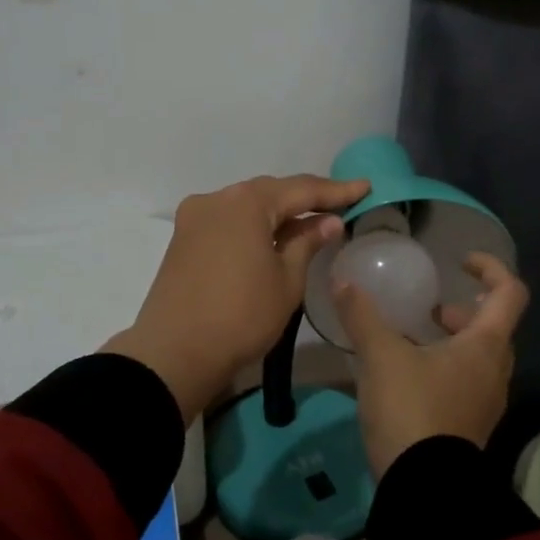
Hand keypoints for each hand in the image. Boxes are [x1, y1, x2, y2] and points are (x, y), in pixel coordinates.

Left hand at [104, 174, 369, 422]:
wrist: (175, 353)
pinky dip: (253, 226)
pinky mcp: (182, 239)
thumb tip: (327, 221)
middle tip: (340, 204)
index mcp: (246, 202)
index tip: (365, 187)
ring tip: (310, 221)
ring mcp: (194, 218)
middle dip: (305, 198)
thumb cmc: (241, 316)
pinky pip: (227, 221)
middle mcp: (216, 199)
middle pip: (270, 192)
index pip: (301, 189)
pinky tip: (272, 237)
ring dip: (277, 213)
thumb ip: (307, 243)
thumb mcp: (286, 281)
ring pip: (246, 206)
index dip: (336, 191)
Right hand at [334, 252, 529, 476]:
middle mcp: (495, 371)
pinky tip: (408, 376)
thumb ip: (362, 315)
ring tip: (414, 340)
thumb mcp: (381, 356)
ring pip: (479, 358)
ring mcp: (486, 402)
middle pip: (494, 327)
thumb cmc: (412, 408)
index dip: (491, 268)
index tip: (460, 262)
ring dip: (454, 341)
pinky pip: (466, 383)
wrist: (424, 488)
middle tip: (432, 309)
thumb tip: (342, 280)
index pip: (510, 293)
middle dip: (465, 311)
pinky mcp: (470, 426)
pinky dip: (446, 368)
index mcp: (486, 345)